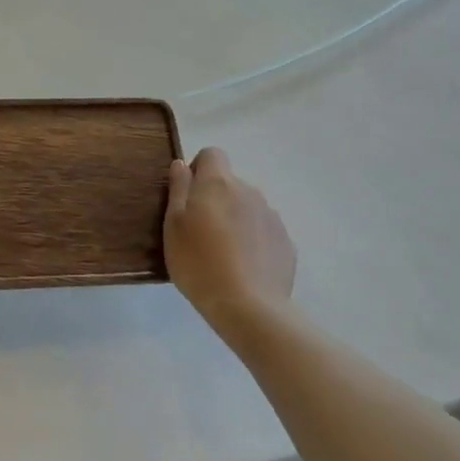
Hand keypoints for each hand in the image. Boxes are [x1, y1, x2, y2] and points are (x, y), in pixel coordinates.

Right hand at [164, 148, 296, 328]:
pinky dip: (253, 241)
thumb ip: (178, 189)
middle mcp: (249, 191)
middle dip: (215, 199)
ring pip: (247, 208)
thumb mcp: (173, 225)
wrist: (247, 307)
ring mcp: (271, 216)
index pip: (212, 154)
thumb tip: (182, 164)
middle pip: (229, 184)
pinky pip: (264, 231)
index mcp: (218, 183)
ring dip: (235, 220)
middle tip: (199, 232)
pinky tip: (243, 268)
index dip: (198, 169)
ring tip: (222, 254)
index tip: (188, 196)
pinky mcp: (286, 242)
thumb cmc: (198, 262)